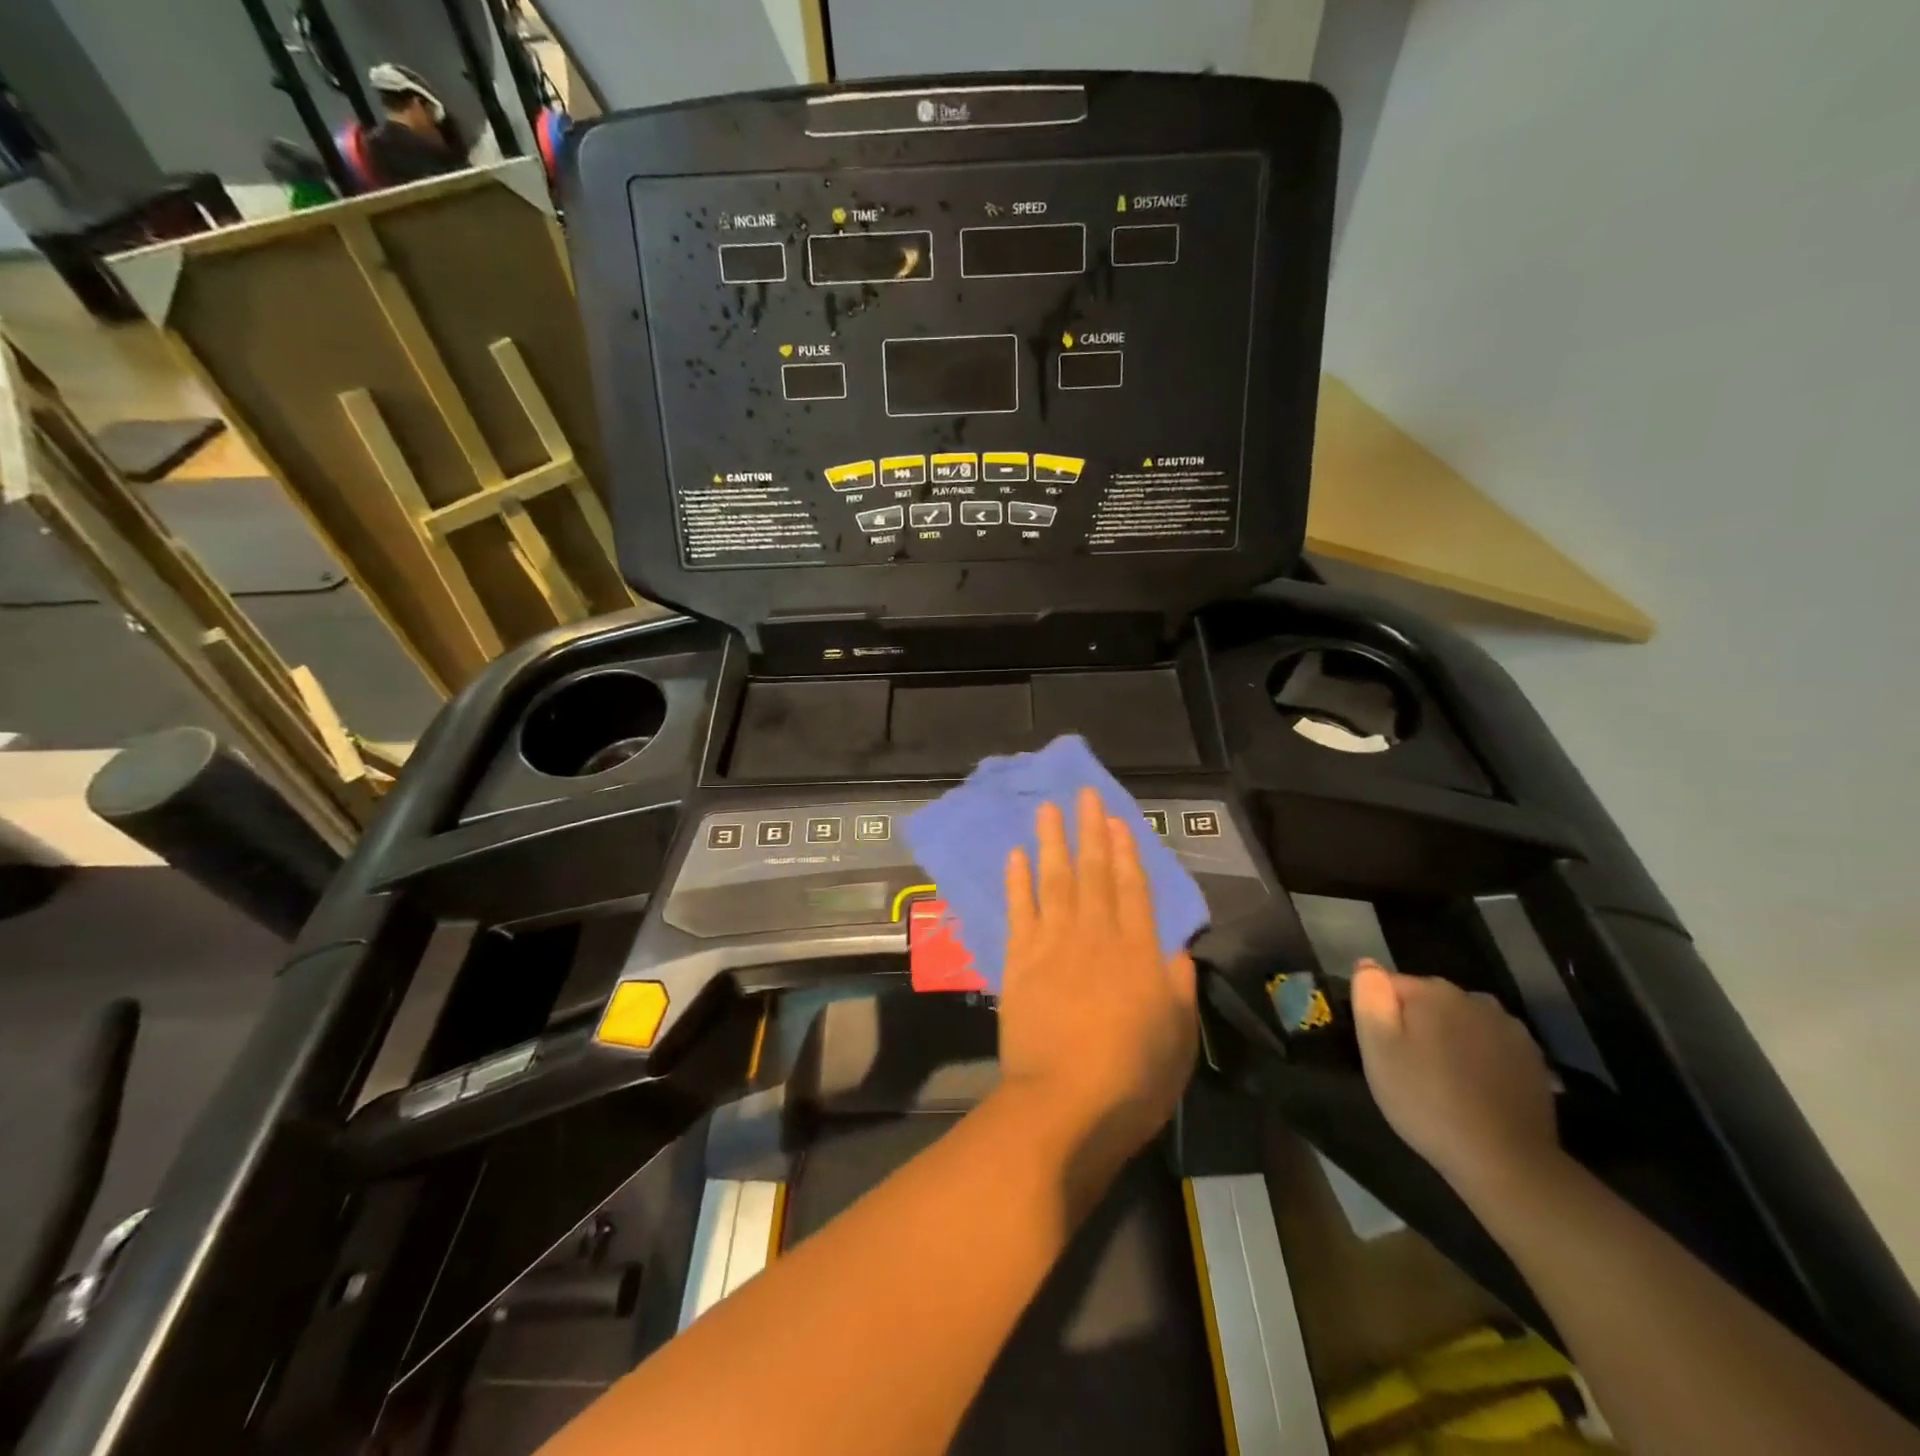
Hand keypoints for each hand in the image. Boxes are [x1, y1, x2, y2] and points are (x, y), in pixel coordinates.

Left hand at [996, 788, 1197, 1164]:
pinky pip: (1019, 910)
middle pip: (1095, 873)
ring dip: (1052, 842)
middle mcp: (1096, 936)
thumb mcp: (1178, 1039)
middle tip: (1084, 794)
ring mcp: (1054, 944)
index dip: (1127, 852)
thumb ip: (1178, 988)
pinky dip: (1018, 881)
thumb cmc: (1132, 1079)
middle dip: (1090, 831)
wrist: (1065, 1104)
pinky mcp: (1020, 961)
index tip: (1118, 820)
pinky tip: (1016, 855)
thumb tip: (1177, 950)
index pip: (1134, 889)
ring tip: (1049, 809)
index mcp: (1138, 952)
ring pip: (1055, 880)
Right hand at [1351, 961, 1564, 1206]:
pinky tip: (1475, 1089)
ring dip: (1449, 1039)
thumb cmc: (1426, 1101)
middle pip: (1428, 1000)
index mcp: (1431, 991)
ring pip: (1462, 1021)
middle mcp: (1473, 998)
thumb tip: (1368, 965)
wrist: (1505, 1161)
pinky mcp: (1533, 1058)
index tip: (1382, 1050)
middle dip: (1415, 1024)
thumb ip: (1369, 997)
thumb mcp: (1377, 1048)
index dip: (1379, 1015)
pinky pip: (1491, 1044)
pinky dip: (1479, 1058)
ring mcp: (1509, 1027)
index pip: (1389, 984)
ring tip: (1443, 1079)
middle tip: (1408, 1068)